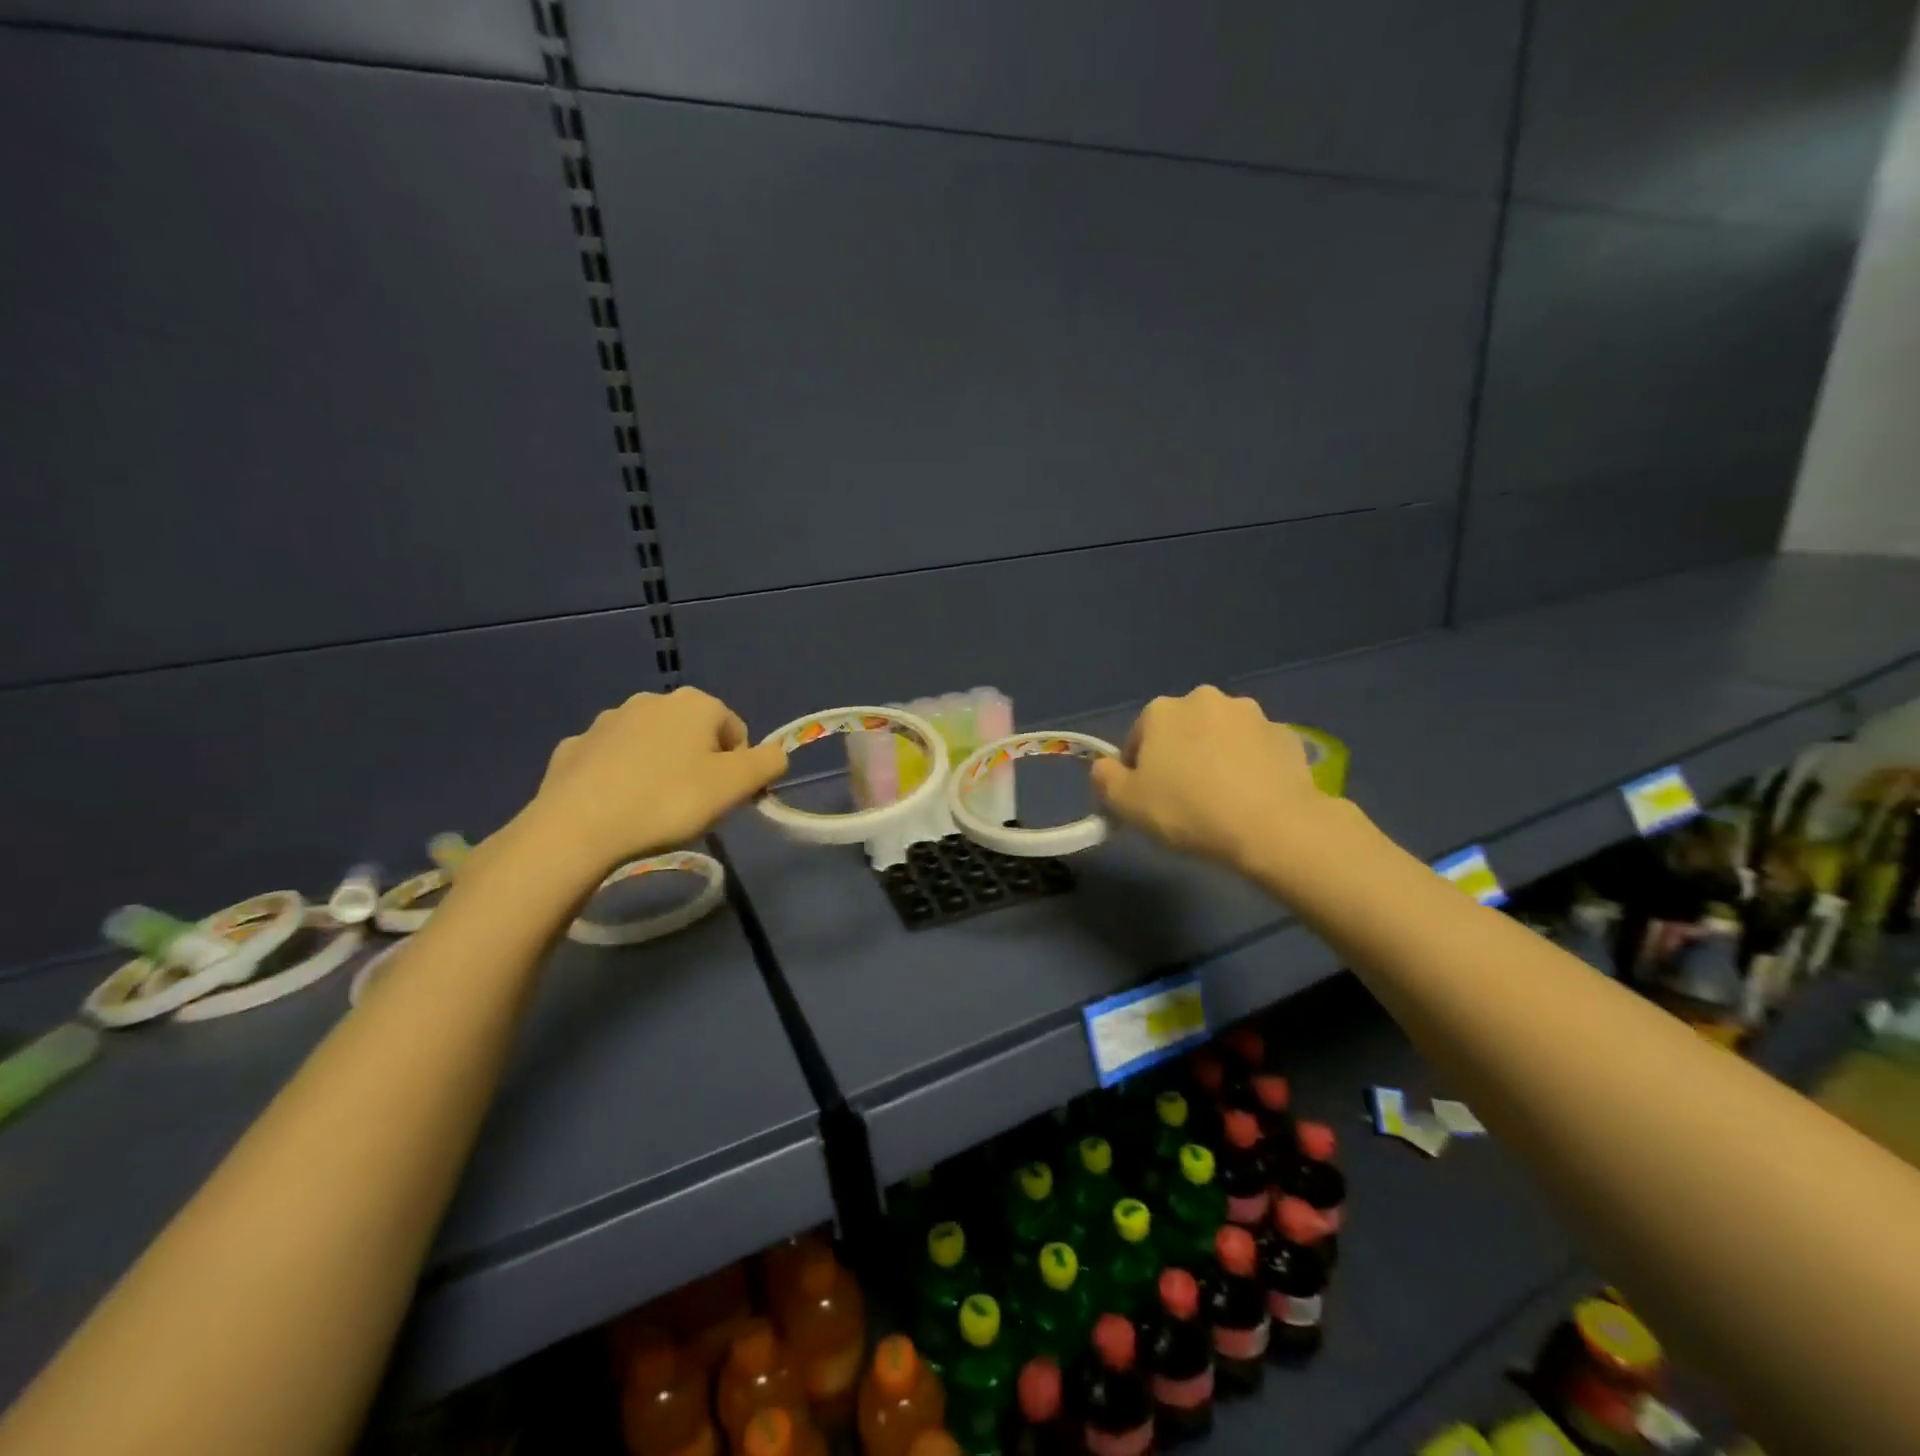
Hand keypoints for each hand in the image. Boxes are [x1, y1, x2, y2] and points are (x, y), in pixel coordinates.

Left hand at [522, 687, 787, 872]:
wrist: (577, 827)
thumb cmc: (669, 801)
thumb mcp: (736, 786)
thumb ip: (768, 763)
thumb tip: (775, 754)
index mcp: (694, 704)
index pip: (735, 731)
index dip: (739, 767)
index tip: (727, 799)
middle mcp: (651, 701)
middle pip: (693, 735)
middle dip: (699, 765)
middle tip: (693, 807)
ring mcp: (606, 722)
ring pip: (651, 746)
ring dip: (660, 769)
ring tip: (653, 811)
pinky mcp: (573, 747)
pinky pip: (612, 762)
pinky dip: (621, 779)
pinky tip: (617, 809)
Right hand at [1091, 686, 1329, 875]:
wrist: (1273, 826)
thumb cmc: (1188, 811)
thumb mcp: (1126, 804)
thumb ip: (1105, 778)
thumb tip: (1105, 767)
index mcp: (1162, 710)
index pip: (1139, 736)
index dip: (1139, 769)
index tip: (1148, 798)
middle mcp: (1205, 699)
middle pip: (1182, 730)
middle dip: (1180, 755)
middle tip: (1184, 798)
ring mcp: (1251, 714)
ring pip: (1221, 736)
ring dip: (1216, 757)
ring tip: (1221, 799)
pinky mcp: (1285, 734)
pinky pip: (1256, 750)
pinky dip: (1250, 766)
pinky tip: (1251, 798)